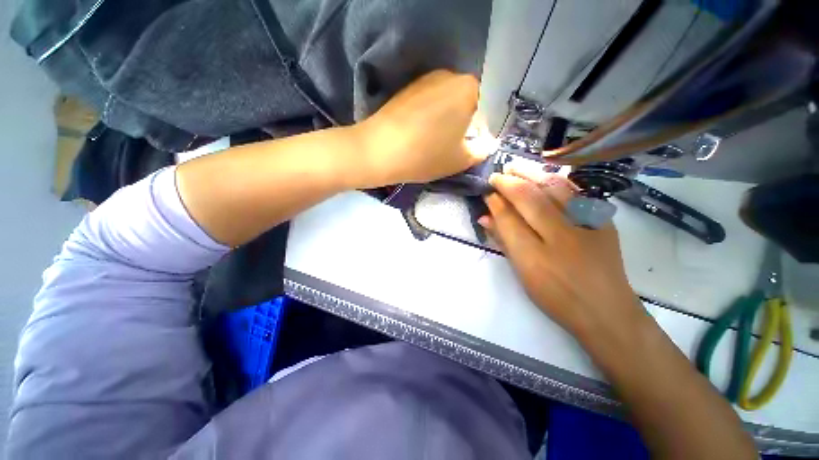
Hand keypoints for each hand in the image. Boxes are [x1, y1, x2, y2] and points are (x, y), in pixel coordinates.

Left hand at [353, 70, 493, 185]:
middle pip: (464, 103)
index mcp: (468, 88)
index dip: (478, 131)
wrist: (379, 151)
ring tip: (432, 142)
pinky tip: (418, 134)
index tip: (466, 147)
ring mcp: (424, 80)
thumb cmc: (426, 155)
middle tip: (451, 146)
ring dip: (444, 121)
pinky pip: (427, 103)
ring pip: (444, 103)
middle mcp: (448, 75)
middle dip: (462, 124)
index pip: (484, 109)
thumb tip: (488, 144)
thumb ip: (481, 151)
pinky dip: (427, 117)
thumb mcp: (460, 160)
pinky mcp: (406, 89)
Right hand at [479, 167, 643, 339]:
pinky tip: (545, 177)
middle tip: (497, 175)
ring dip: (532, 174)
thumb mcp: (522, 273)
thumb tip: (485, 217)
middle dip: (509, 182)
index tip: (488, 193)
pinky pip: (576, 192)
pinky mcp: (604, 221)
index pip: (508, 219)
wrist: (606, 310)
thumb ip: (503, 241)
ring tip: (516, 168)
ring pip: (555, 188)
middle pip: (530, 198)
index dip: (495, 202)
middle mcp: (560, 237)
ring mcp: (587, 226)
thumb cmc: (555, 297)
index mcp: (534, 257)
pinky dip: (557, 181)